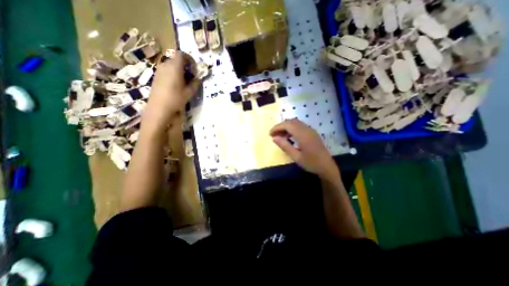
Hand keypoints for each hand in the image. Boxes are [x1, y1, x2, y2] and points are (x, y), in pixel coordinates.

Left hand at [145, 50, 200, 127]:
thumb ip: (195, 83)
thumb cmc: (176, 98)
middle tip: (191, 77)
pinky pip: (166, 70)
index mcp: (174, 67)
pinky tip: (176, 85)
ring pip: (171, 65)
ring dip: (179, 71)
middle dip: (186, 66)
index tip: (194, 68)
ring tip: (184, 82)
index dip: (189, 59)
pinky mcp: (156, 76)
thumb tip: (199, 79)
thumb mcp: (189, 92)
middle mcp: (165, 65)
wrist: (159, 107)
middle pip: (176, 60)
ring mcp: (159, 70)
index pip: (181, 54)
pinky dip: (173, 74)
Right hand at [271, 119, 336, 178]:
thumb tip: (274, 138)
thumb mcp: (296, 157)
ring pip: (296, 123)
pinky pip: (300, 126)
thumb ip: (285, 146)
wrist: (327, 167)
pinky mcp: (312, 133)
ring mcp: (311, 130)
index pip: (287, 125)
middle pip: (291, 121)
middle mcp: (307, 129)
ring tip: (280, 136)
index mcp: (303, 135)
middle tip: (273, 135)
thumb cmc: (311, 163)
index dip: (277, 127)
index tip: (270, 134)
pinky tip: (289, 137)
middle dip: (281, 126)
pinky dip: (292, 129)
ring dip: (286, 127)